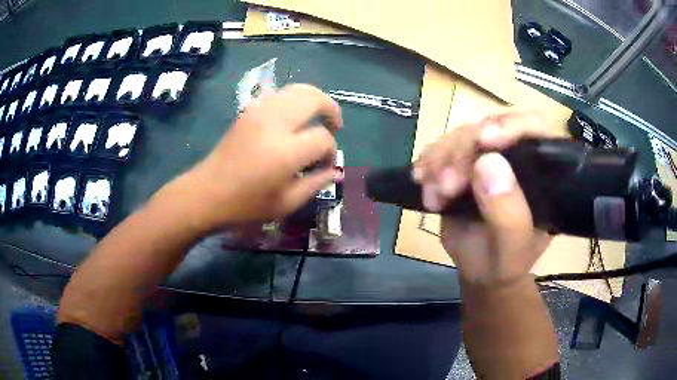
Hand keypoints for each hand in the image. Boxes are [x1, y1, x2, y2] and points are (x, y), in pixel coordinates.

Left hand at [179, 84, 342, 229]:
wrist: (206, 193)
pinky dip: (293, 100)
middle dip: (331, 109)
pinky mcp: (248, 111)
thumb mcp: (285, 203)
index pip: (323, 138)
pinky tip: (292, 118)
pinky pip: (279, 95)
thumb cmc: (245, 205)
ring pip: (297, 89)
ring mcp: (259, 112)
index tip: (325, 165)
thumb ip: (315, 183)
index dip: (331, 151)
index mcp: (285, 151)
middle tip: (334, 126)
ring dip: (313, 100)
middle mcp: (274, 123)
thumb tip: (335, 170)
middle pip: (313, 98)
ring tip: (317, 117)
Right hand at [414, 112, 555, 285]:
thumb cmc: (504, 264)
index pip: (537, 129)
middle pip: (492, 127)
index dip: (513, 126)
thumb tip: (489, 161)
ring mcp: (491, 157)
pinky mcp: (466, 162)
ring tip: (433, 194)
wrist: (480, 272)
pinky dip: (429, 162)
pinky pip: (444, 148)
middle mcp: (519, 156)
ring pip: (464, 135)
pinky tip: (422, 181)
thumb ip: (509, 214)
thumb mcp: (513, 250)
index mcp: (544, 172)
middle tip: (446, 186)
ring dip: (442, 159)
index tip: (484, 140)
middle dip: (464, 152)